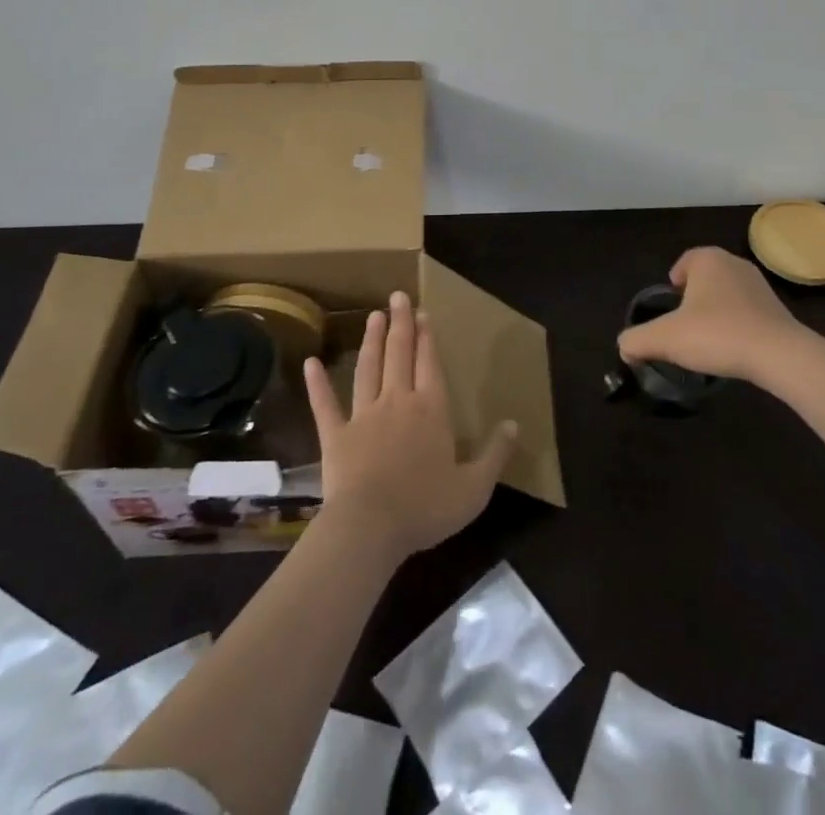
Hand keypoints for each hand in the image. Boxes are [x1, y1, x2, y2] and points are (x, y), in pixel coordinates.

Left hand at [304, 291, 515, 563]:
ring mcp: (363, 416)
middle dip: (400, 324)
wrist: (370, 527)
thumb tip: (514, 423)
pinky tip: (310, 363)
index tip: (423, 312)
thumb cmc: (426, 506)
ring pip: (368, 369)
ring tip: (373, 316)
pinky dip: (317, 384)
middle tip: (396, 297)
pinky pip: (325, 405)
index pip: (430, 363)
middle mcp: (398, 401)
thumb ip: (496, 453)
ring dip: (372, 341)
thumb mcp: (475, 487)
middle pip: (399, 355)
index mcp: (431, 409)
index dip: (427, 337)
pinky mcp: (336, 435)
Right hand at [617, 246, 815, 382]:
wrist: (778, 355)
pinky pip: (747, 311)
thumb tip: (624, 347)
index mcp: (708, 260)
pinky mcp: (777, 309)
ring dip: (716, 311)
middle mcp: (735, 264)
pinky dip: (736, 324)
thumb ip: (637, 340)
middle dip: (694, 297)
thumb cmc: (716, 334)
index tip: (670, 304)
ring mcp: (760, 285)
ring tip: (706, 339)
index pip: (685, 261)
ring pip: (727, 294)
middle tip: (683, 324)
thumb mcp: (665, 338)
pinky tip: (731, 348)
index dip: (674, 280)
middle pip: (706, 277)